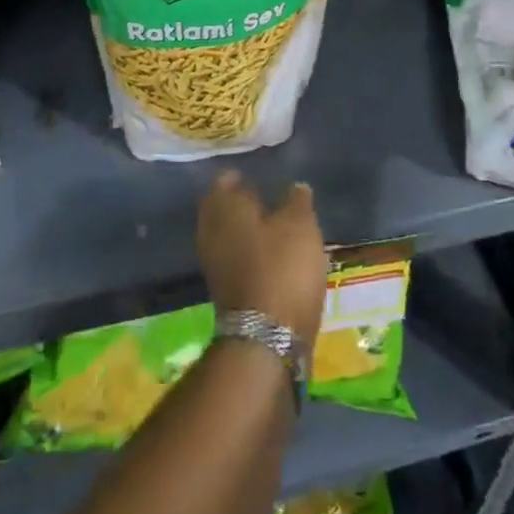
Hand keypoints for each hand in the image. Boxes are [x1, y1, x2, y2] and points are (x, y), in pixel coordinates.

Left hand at [198, 172, 327, 345]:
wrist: (266, 340)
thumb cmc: (282, 268)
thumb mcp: (300, 226)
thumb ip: (297, 201)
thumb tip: (295, 186)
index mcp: (225, 208)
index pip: (223, 181)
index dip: (237, 176)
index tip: (253, 173)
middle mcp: (212, 232)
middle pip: (222, 209)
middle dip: (238, 203)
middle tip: (261, 196)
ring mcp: (215, 265)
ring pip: (227, 236)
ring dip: (244, 230)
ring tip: (271, 225)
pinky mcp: (225, 292)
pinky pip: (234, 260)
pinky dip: (248, 253)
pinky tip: (270, 255)